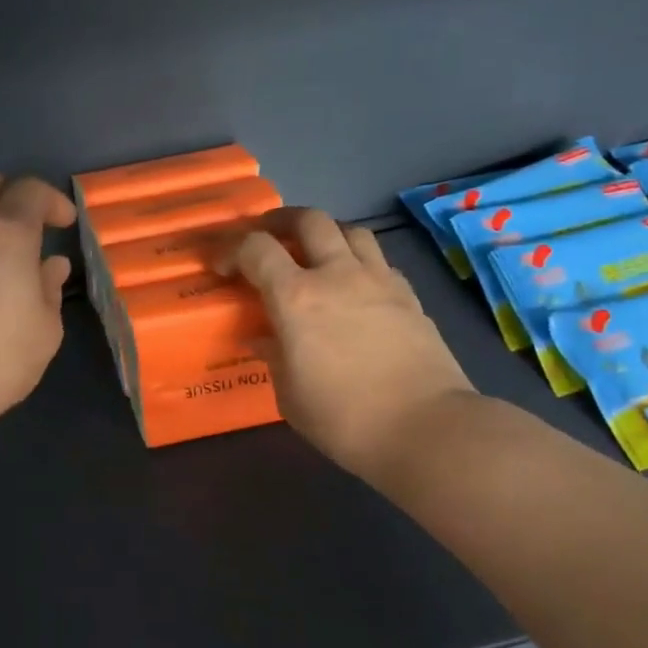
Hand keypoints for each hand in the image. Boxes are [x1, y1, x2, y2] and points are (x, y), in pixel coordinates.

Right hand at [219, 209, 474, 479]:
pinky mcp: (409, 296)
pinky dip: (359, 262)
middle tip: (268, 237)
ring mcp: (379, 281)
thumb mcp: (290, 395)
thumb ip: (274, 357)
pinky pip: (378, 261)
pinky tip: (355, 286)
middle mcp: (337, 275)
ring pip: (351, 230)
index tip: (222, 268)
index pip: (256, 249)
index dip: (232, 249)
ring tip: (314, 253)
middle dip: (281, 221)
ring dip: (326, 234)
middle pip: (309, 220)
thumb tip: (264, 339)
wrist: (425, 428)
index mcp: (296, 298)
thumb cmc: (343, 418)